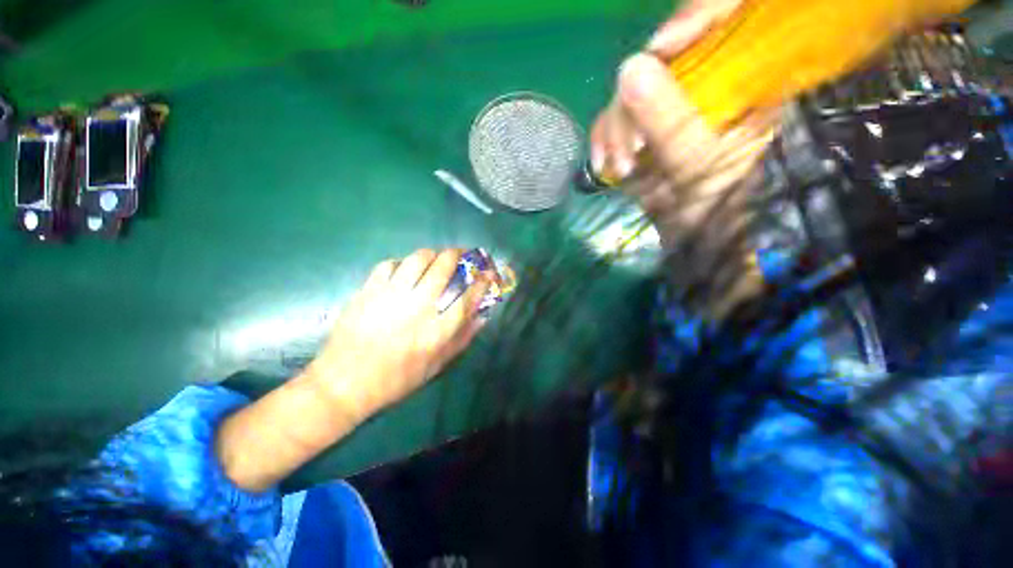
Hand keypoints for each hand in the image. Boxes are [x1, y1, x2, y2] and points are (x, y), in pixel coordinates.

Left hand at [307, 249, 491, 420]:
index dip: (483, 278)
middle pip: (446, 265)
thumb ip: (462, 338)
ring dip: (432, 254)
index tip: (488, 272)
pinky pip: (390, 264)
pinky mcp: (369, 289)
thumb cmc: (397, 379)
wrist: (345, 383)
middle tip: (461, 255)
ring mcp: (393, 294)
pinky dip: (402, 263)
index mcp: (440, 327)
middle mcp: (420, 304)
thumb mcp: (437, 365)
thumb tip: (482, 316)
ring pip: (419, 258)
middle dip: (459, 255)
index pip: (470, 293)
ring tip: (434, 259)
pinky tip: (403, 271)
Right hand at [589, 0, 776, 243]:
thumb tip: (630, 68)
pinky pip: (614, 122)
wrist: (703, 243)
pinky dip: (604, 141)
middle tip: (631, 143)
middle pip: (661, 60)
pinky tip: (603, 164)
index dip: (692, 19)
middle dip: (634, 100)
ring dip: (615, 129)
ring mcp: (669, 111)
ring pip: (630, 93)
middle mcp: (705, 86)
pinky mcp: (644, 134)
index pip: (724, 16)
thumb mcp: (703, 164)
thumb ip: (670, 119)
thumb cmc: (722, 208)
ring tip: (622, 167)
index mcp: (743, 81)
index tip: (658, 49)